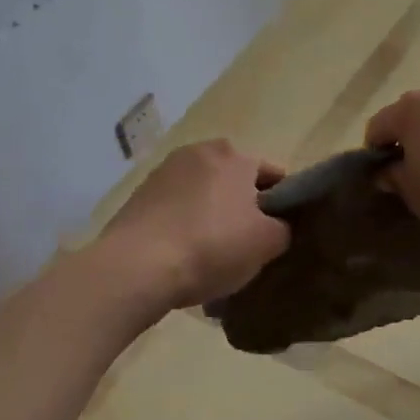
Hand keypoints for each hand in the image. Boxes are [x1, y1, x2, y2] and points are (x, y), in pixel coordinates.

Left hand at [99, 141, 290, 311]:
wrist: (136, 266)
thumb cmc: (212, 246)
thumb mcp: (267, 243)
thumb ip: (283, 228)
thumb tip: (277, 226)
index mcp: (234, 155)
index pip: (272, 174)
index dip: (282, 203)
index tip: (280, 231)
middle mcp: (198, 152)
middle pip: (234, 181)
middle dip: (243, 207)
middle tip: (247, 244)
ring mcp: (163, 172)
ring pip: (202, 194)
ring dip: (211, 215)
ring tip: (212, 254)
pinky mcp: (138, 196)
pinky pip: (174, 209)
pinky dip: (183, 225)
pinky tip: (183, 255)